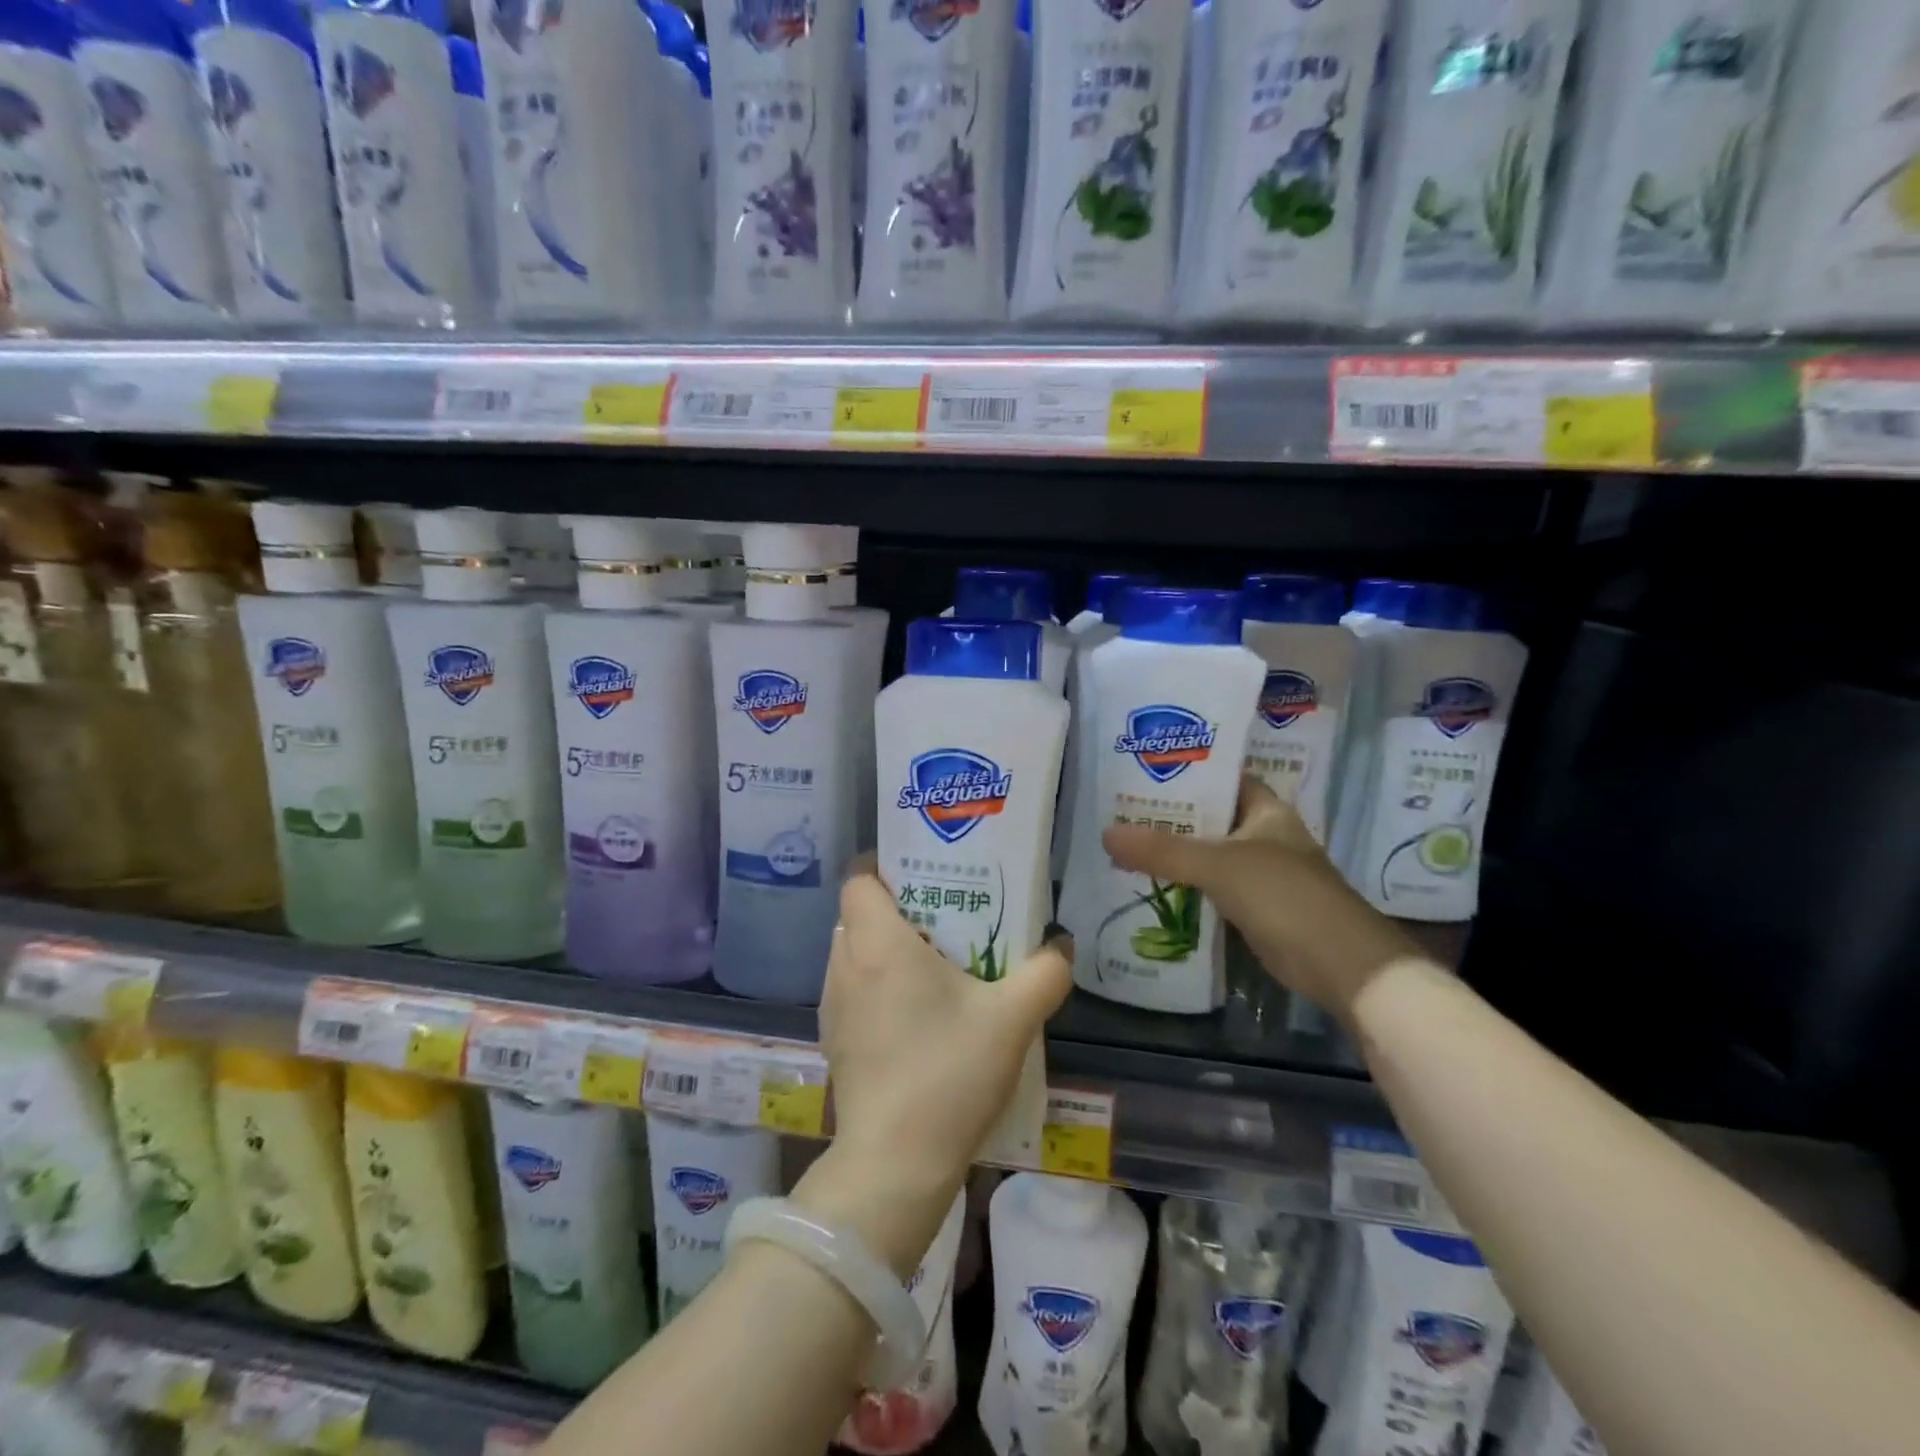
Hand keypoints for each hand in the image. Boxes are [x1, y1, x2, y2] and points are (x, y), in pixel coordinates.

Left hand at [797, 863, 1072, 1278]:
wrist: (894, 1164)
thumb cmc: (948, 1073)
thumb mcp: (1012, 1018)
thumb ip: (1045, 973)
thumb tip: (1061, 946)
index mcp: (877, 942)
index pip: (859, 878)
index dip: (885, 868)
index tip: (924, 876)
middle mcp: (845, 965)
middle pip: (858, 914)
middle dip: (897, 909)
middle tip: (944, 919)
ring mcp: (833, 1006)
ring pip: (853, 953)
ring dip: (886, 950)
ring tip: (934, 966)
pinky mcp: (834, 1041)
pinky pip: (852, 990)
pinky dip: (876, 987)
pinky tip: (916, 1016)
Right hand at [1101, 775, 1419, 1026]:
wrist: (1339, 964)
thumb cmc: (1284, 895)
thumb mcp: (1219, 865)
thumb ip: (1163, 850)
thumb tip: (1106, 834)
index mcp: (1266, 810)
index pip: (1222, 778)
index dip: (1186, 771)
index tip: (1142, 769)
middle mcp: (1263, 835)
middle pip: (1209, 817)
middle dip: (1169, 815)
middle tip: (1118, 808)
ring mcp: (1260, 872)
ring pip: (1207, 853)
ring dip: (1173, 851)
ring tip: (1123, 841)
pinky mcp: (1253, 906)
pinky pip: (1210, 885)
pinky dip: (1184, 883)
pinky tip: (1149, 882)